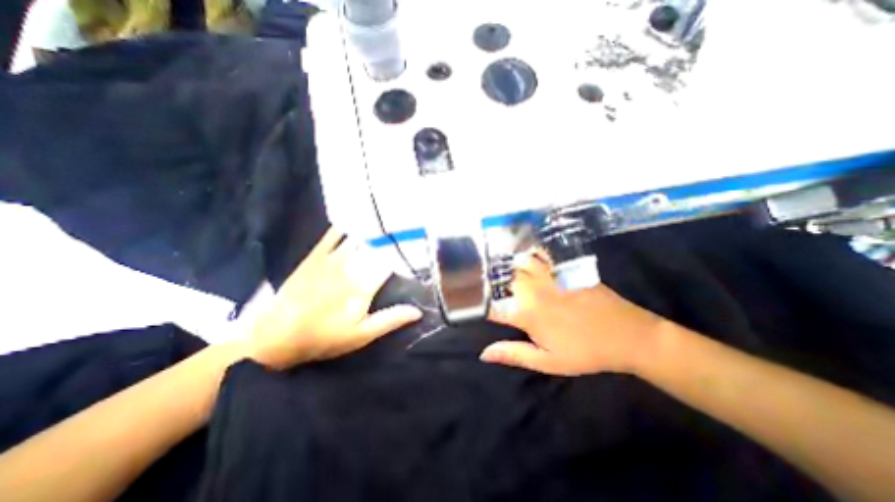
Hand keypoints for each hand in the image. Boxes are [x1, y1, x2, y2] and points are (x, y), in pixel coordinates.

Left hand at [247, 228, 423, 368]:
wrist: (276, 335)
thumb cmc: (324, 337)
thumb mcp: (361, 335)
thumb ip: (390, 320)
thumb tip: (418, 311)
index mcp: (365, 285)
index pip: (392, 263)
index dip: (406, 256)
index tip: (416, 250)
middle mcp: (351, 266)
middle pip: (378, 247)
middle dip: (392, 239)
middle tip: (406, 231)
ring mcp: (332, 258)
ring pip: (359, 238)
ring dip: (374, 230)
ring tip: (387, 222)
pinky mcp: (316, 255)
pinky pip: (333, 234)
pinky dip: (346, 226)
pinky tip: (355, 219)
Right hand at [483, 252, 663, 374]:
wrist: (628, 335)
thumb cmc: (585, 352)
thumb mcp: (548, 361)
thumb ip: (514, 354)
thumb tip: (483, 354)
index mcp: (527, 315)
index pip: (492, 308)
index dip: (479, 306)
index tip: (471, 304)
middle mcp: (533, 291)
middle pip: (502, 280)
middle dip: (491, 284)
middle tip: (484, 285)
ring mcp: (549, 277)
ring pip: (518, 264)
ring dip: (506, 266)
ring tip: (498, 267)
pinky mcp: (562, 269)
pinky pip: (541, 255)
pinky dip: (529, 252)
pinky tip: (524, 252)